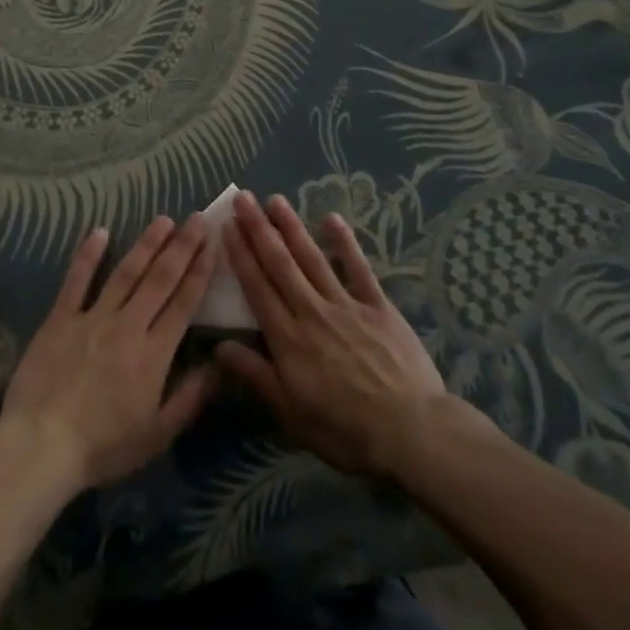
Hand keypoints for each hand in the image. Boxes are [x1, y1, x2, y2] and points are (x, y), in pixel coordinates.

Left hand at [0, 215, 217, 492]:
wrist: (42, 445)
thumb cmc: (103, 447)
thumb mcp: (157, 436)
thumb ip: (190, 398)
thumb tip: (218, 365)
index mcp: (153, 354)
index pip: (183, 304)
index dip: (199, 272)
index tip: (213, 244)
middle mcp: (127, 326)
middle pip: (160, 279)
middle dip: (182, 247)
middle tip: (197, 218)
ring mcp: (92, 318)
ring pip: (125, 273)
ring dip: (146, 244)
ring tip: (164, 220)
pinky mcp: (60, 318)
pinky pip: (76, 281)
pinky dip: (88, 255)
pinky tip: (100, 232)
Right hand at [218, 192, 491, 474]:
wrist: (411, 432)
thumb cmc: (345, 430)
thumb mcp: (291, 413)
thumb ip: (254, 375)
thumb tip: (217, 345)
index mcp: (288, 338)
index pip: (257, 287)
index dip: (240, 255)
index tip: (227, 226)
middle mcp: (311, 311)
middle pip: (280, 264)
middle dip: (259, 229)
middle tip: (243, 197)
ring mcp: (346, 305)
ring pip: (313, 258)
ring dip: (292, 227)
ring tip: (276, 200)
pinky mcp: (378, 306)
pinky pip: (358, 269)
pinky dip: (345, 243)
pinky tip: (332, 218)